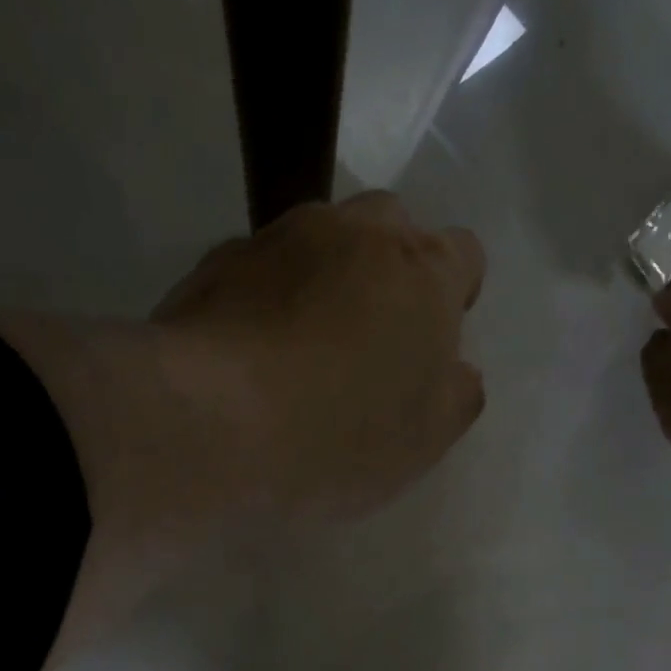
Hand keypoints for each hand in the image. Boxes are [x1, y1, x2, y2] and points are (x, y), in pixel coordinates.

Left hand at [149, 189, 486, 523]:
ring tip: (302, 350)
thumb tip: (454, 370)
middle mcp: (354, 232)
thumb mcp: (422, 441)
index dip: (452, 296)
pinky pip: (259, 269)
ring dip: (324, 280)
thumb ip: (455, 396)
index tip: (428, 343)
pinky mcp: (215, 261)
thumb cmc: (336, 436)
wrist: (208, 422)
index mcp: (422, 271)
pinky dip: (267, 298)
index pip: (463, 254)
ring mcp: (278, 238)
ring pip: (319, 242)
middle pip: (390, 229)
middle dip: (390, 273)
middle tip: (369, 342)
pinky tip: (252, 353)